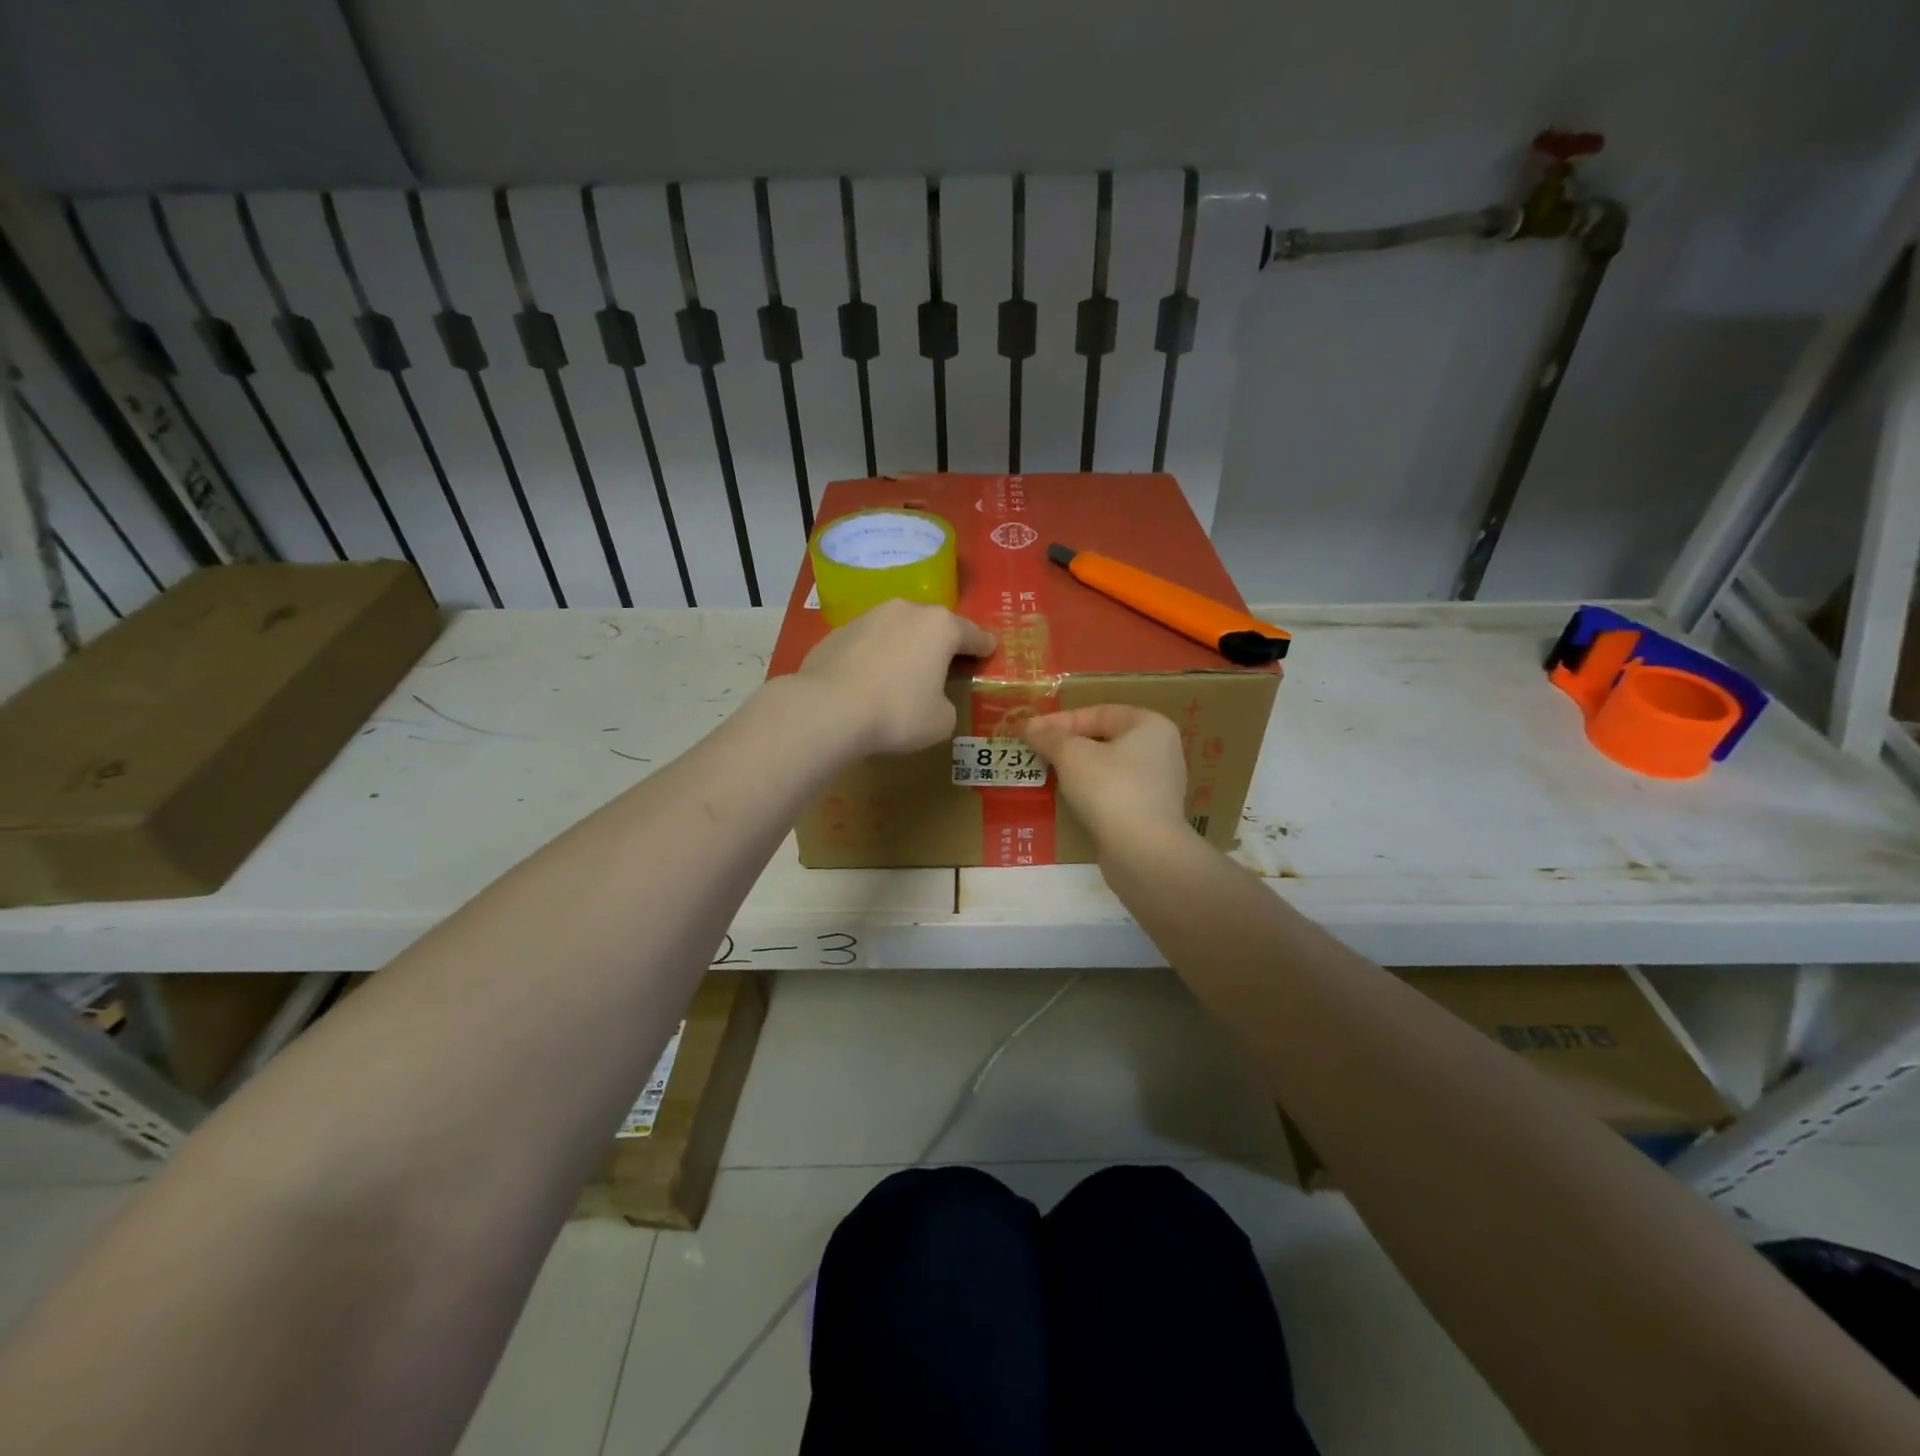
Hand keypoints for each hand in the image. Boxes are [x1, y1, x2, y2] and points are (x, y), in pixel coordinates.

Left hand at [793, 600, 995, 754]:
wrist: (828, 709)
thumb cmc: (897, 713)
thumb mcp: (941, 720)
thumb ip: (946, 704)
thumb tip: (933, 700)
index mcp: (940, 627)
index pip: (972, 634)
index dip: (984, 646)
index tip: (990, 650)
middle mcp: (906, 611)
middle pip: (934, 625)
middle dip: (942, 642)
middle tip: (948, 663)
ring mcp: (868, 617)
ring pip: (898, 629)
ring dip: (906, 646)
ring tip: (905, 671)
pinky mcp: (837, 632)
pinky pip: (868, 643)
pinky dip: (875, 656)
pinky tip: (870, 679)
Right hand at [1023, 705, 1189, 847]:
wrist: (1143, 852)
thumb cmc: (1110, 789)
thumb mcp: (1072, 756)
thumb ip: (1049, 737)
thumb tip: (1030, 725)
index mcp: (1150, 726)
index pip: (1100, 712)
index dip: (1062, 720)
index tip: (1033, 732)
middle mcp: (1162, 750)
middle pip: (1106, 739)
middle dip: (1070, 746)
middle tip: (1039, 753)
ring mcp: (1160, 785)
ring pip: (1110, 768)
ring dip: (1080, 771)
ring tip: (1049, 776)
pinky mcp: (1152, 815)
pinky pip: (1116, 794)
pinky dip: (1093, 794)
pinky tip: (1071, 802)